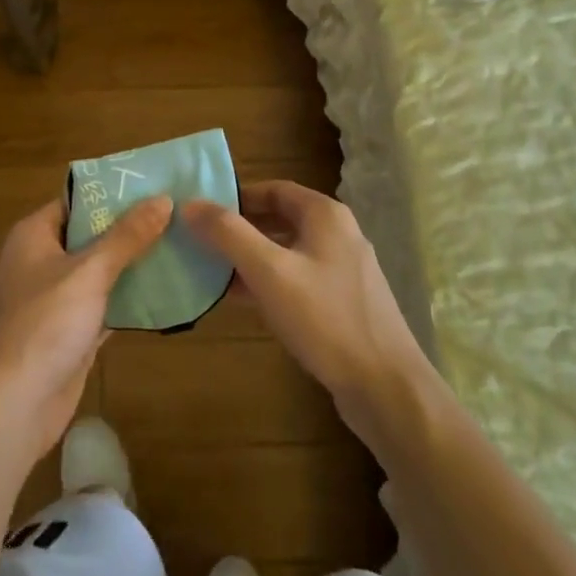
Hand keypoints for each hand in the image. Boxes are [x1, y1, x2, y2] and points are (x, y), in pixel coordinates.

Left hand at [0, 195, 171, 462]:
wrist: (12, 406)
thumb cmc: (44, 324)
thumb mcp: (89, 272)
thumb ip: (127, 236)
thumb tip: (163, 199)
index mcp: (34, 235)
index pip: (77, 200)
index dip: (114, 192)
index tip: (156, 184)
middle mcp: (42, 261)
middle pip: (91, 235)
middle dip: (131, 228)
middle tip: (178, 214)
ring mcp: (56, 299)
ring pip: (101, 271)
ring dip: (134, 263)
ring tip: (182, 244)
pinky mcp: (70, 332)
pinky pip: (105, 305)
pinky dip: (130, 299)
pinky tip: (168, 290)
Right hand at [184, 182, 428, 432]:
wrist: (385, 386)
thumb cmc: (325, 319)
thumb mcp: (270, 272)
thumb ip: (229, 235)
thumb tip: (190, 203)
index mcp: (325, 215)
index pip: (274, 189)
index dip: (237, 196)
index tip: (202, 209)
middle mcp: (338, 234)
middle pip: (280, 219)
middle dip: (241, 228)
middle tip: (201, 240)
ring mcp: (343, 270)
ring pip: (288, 252)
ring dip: (252, 258)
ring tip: (212, 269)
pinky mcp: (343, 302)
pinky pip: (298, 280)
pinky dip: (269, 282)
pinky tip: (242, 300)